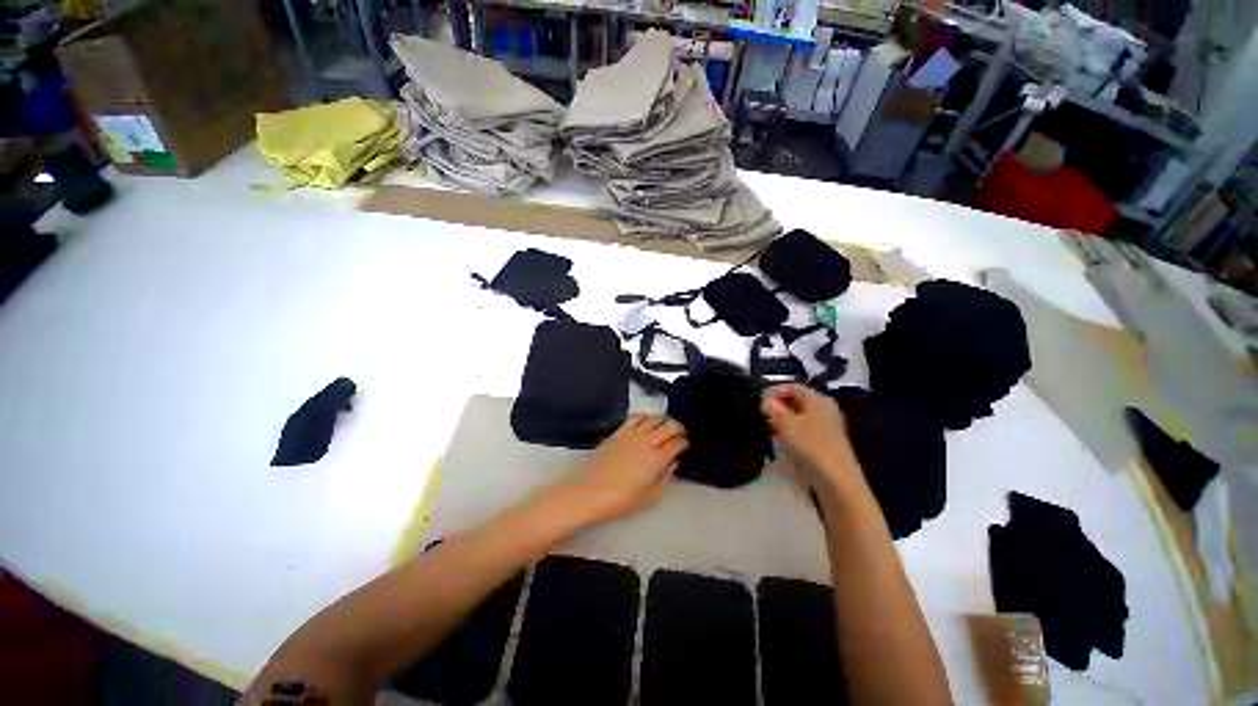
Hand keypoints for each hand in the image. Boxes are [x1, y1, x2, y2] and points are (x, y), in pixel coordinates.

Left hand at [558, 415, 687, 525]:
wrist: (590, 491)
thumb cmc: (621, 500)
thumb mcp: (650, 497)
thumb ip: (665, 479)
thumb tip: (671, 464)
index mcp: (658, 458)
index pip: (678, 442)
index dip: (684, 442)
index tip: (685, 446)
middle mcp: (647, 441)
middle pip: (669, 425)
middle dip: (678, 428)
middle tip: (679, 435)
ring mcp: (632, 433)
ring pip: (654, 417)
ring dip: (663, 421)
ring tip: (664, 428)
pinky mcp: (618, 432)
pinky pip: (636, 418)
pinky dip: (645, 418)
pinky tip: (645, 424)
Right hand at [761, 385, 864, 496]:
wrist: (836, 480)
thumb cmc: (809, 445)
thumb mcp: (784, 423)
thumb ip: (773, 408)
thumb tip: (765, 401)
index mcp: (818, 399)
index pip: (793, 387)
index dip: (775, 391)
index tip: (760, 401)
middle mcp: (825, 409)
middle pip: (798, 402)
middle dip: (779, 407)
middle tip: (762, 415)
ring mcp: (828, 426)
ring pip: (801, 417)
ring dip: (784, 421)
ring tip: (769, 429)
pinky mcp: (828, 443)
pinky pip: (806, 430)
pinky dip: (793, 433)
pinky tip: (782, 443)